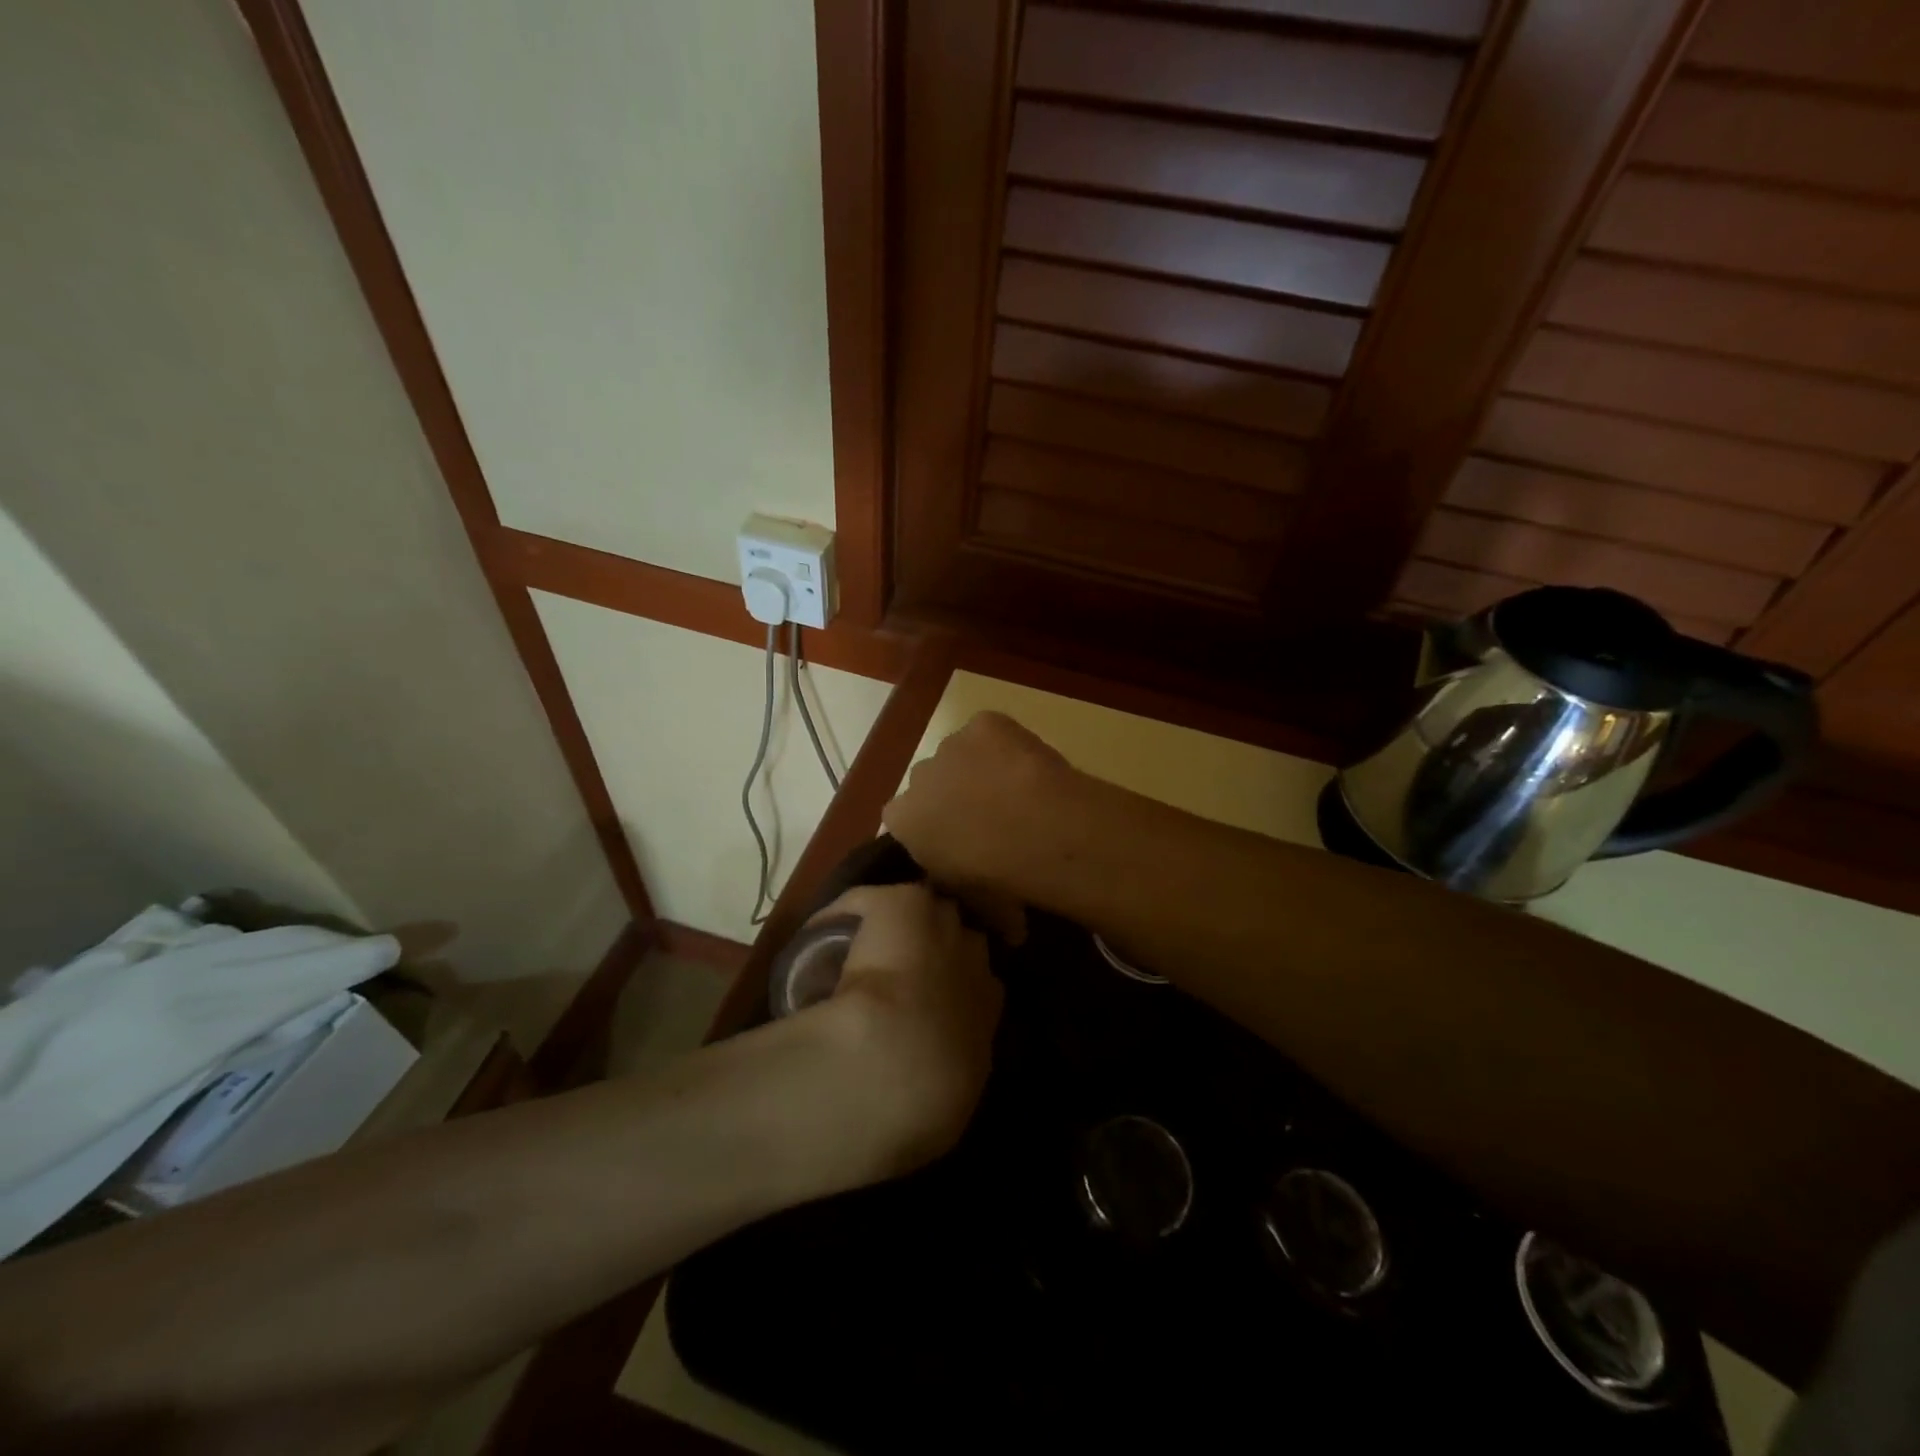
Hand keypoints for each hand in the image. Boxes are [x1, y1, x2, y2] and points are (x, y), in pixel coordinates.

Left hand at [790, 883, 1002, 1189]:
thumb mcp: (948, 1109)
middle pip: (962, 937)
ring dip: (902, 925)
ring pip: (924, 911)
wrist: (898, 1061)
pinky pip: (868, 902)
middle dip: (939, 945)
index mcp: (987, 1011)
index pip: (985, 983)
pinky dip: (844, 914)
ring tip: (866, 943)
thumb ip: (945, 1091)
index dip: (958, 984)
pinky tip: (820, 932)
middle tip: (903, 964)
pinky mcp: (902, 904)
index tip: (931, 999)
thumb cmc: (927, 1099)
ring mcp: (940, 926)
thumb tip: (926, 1098)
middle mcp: (973, 960)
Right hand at [883, 712, 1073, 931]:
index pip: (904, 821)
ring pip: (959, 756)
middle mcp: (916, 778)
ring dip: (978, 769)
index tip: (959, 844)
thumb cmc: (996, 875)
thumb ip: (970, 895)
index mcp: (902, 820)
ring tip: (1017, 792)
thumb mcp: (973, 899)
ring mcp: (950, 745)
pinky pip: (989, 733)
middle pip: (930, 784)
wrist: (1033, 828)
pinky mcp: (983, 723)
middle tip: (990, 819)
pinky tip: (1026, 765)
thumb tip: (1006, 927)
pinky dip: (1004, 745)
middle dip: (951, 796)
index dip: (932, 830)